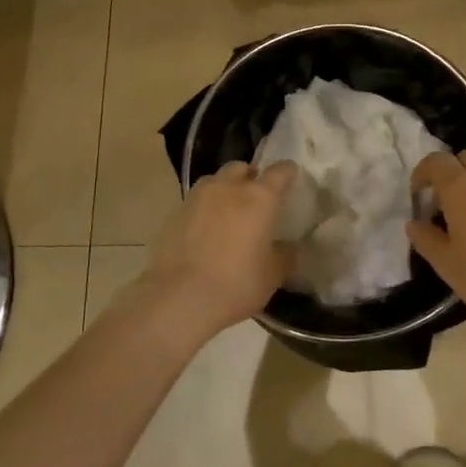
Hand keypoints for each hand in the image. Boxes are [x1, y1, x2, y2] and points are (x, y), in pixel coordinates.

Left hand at [141, 161, 298, 344]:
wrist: (179, 298)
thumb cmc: (236, 284)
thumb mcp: (272, 275)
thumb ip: (284, 255)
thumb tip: (287, 247)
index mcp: (259, 197)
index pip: (280, 171)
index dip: (288, 173)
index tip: (291, 179)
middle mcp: (228, 188)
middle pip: (242, 168)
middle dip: (250, 177)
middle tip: (256, 199)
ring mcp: (197, 197)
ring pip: (215, 181)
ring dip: (224, 190)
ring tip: (228, 213)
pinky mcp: (174, 213)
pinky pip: (195, 202)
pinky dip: (204, 210)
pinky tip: (205, 232)